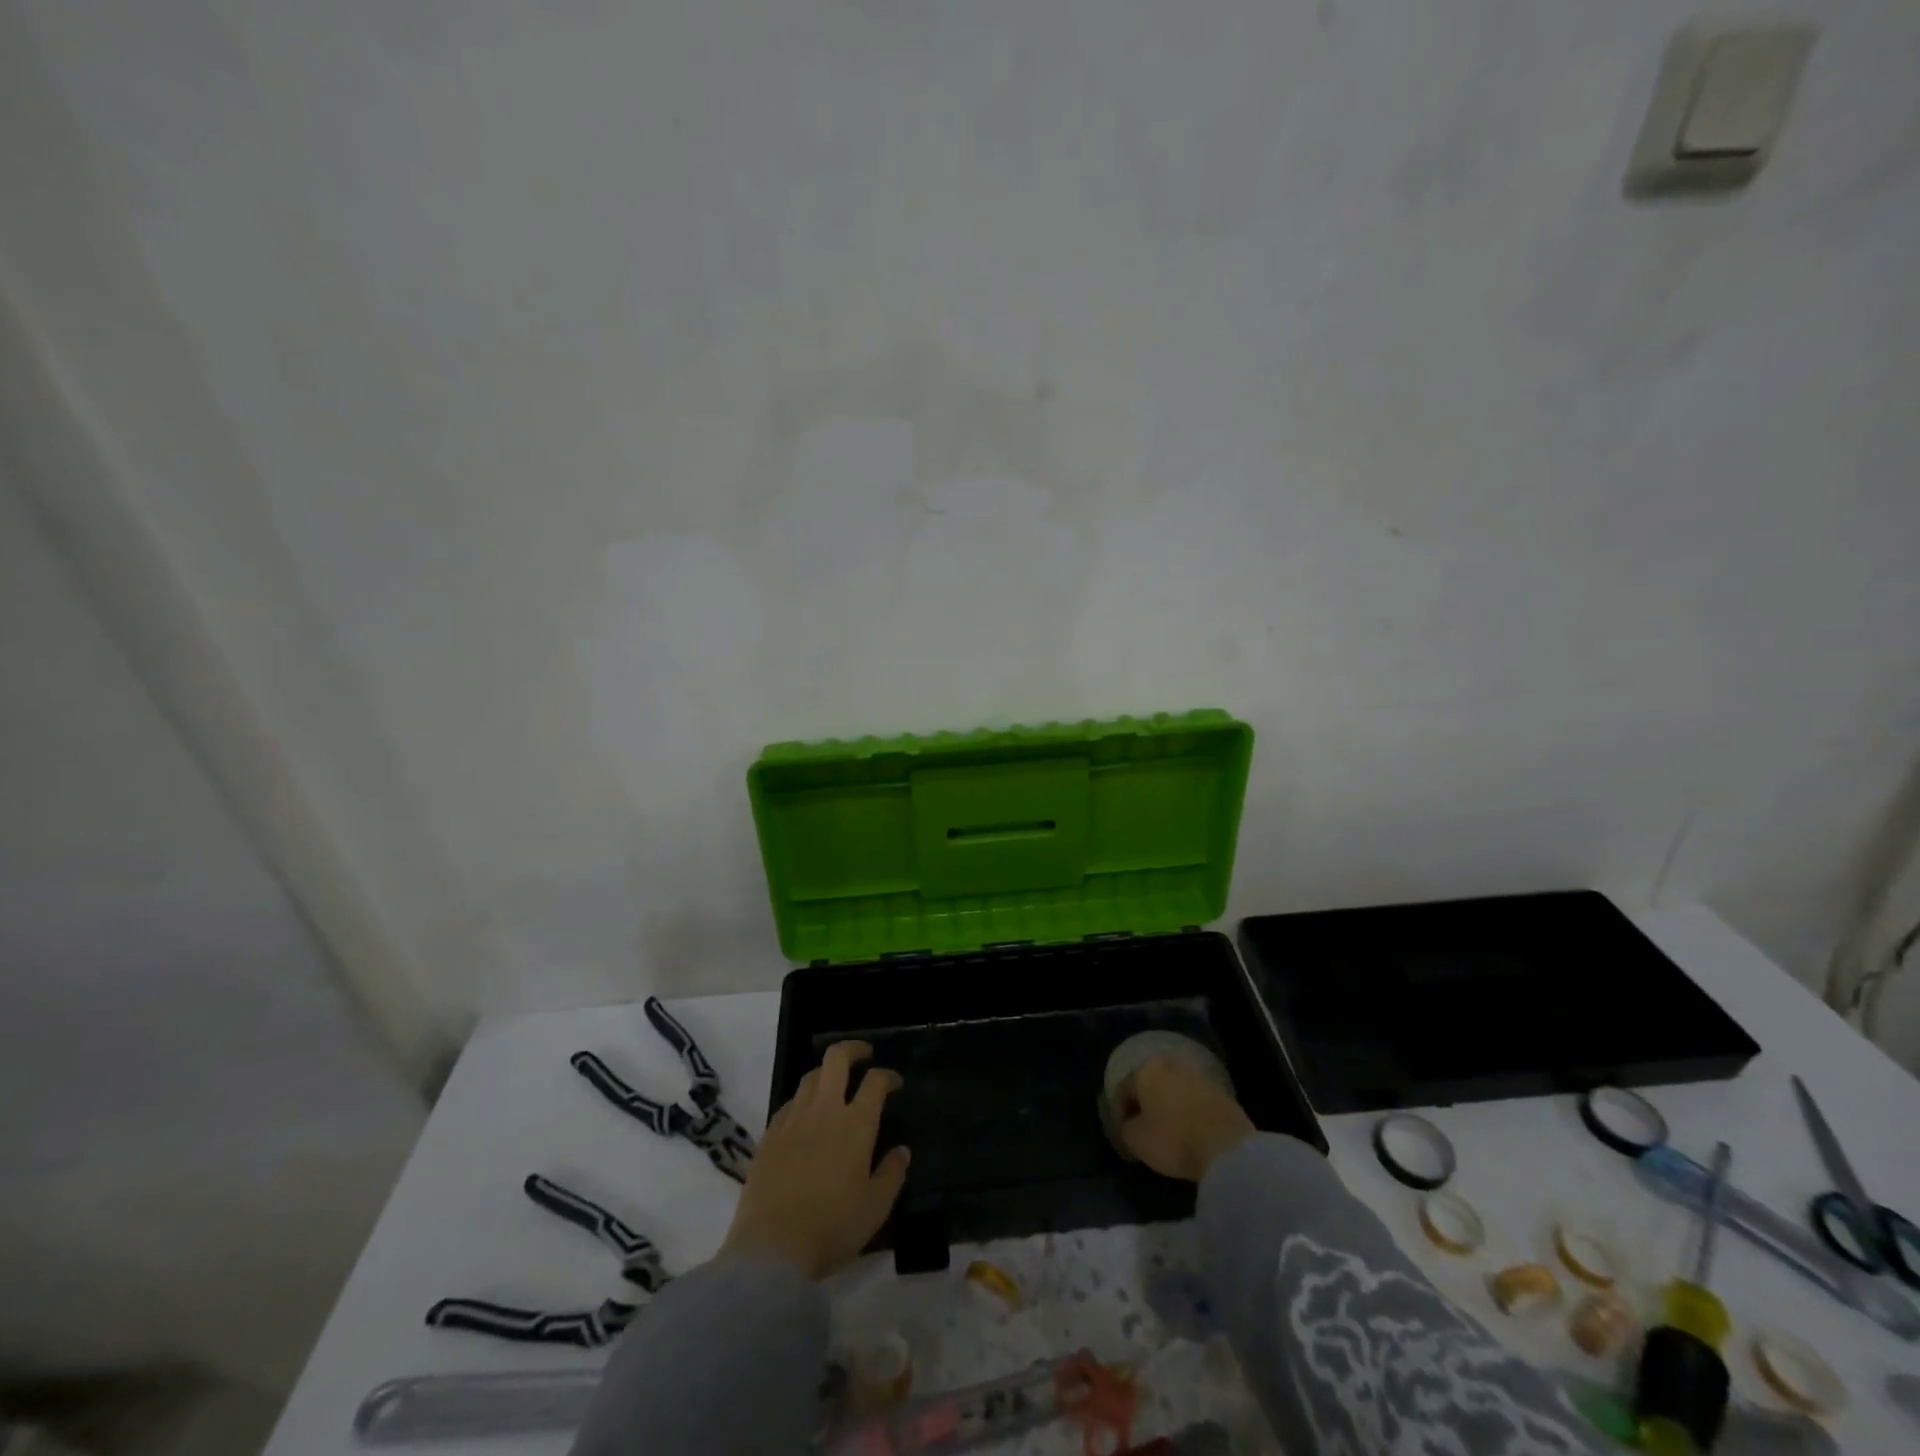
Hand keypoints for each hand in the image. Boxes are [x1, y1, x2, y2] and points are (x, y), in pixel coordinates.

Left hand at [719, 1040, 909, 1279]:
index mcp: (855, 1124)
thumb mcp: (875, 1208)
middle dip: (853, 1049)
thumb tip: (902, 1150)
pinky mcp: (769, 1135)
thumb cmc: (832, 1228)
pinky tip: (806, 1116)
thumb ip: (892, 1174)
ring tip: (835, 1084)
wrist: (771, 1249)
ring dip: (826, 1072)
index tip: (895, 1083)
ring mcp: (793, 1119)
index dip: (888, 1076)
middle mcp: (824, 1110)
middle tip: (864, 1056)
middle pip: (836, 1059)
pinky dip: (803, 1100)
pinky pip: (789, 1103)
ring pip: (810, 1076)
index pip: (875, 1081)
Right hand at [1116, 1055, 1254, 1181]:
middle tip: (1143, 1131)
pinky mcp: (1220, 1090)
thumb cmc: (1173, 1138)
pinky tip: (1189, 1132)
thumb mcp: (1136, 1140)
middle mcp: (1170, 1063)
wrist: (1227, 1146)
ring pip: (1173, 1090)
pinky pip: (1194, 1100)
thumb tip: (1127, 1125)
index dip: (1119, 1115)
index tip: (1122, 1137)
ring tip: (1167, 1133)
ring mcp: (1198, 1074)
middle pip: (1149, 1085)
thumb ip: (1124, 1129)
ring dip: (1167, 1107)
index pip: (1123, 1090)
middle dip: (1144, 1106)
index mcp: (1145, 1069)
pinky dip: (1187, 1113)